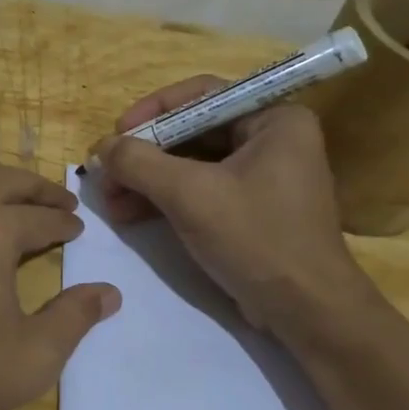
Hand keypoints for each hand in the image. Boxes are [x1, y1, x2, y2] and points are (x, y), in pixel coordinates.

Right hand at [92, 78, 381, 331]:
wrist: (306, 313)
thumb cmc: (255, 238)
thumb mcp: (189, 194)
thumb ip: (139, 162)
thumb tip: (101, 146)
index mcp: (274, 120)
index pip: (202, 96)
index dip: (153, 111)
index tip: (116, 133)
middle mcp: (273, 139)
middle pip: (193, 132)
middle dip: (145, 155)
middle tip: (107, 173)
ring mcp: (264, 176)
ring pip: (192, 164)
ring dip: (148, 181)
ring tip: (110, 201)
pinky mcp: (252, 209)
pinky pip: (202, 190)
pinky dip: (166, 199)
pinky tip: (131, 214)